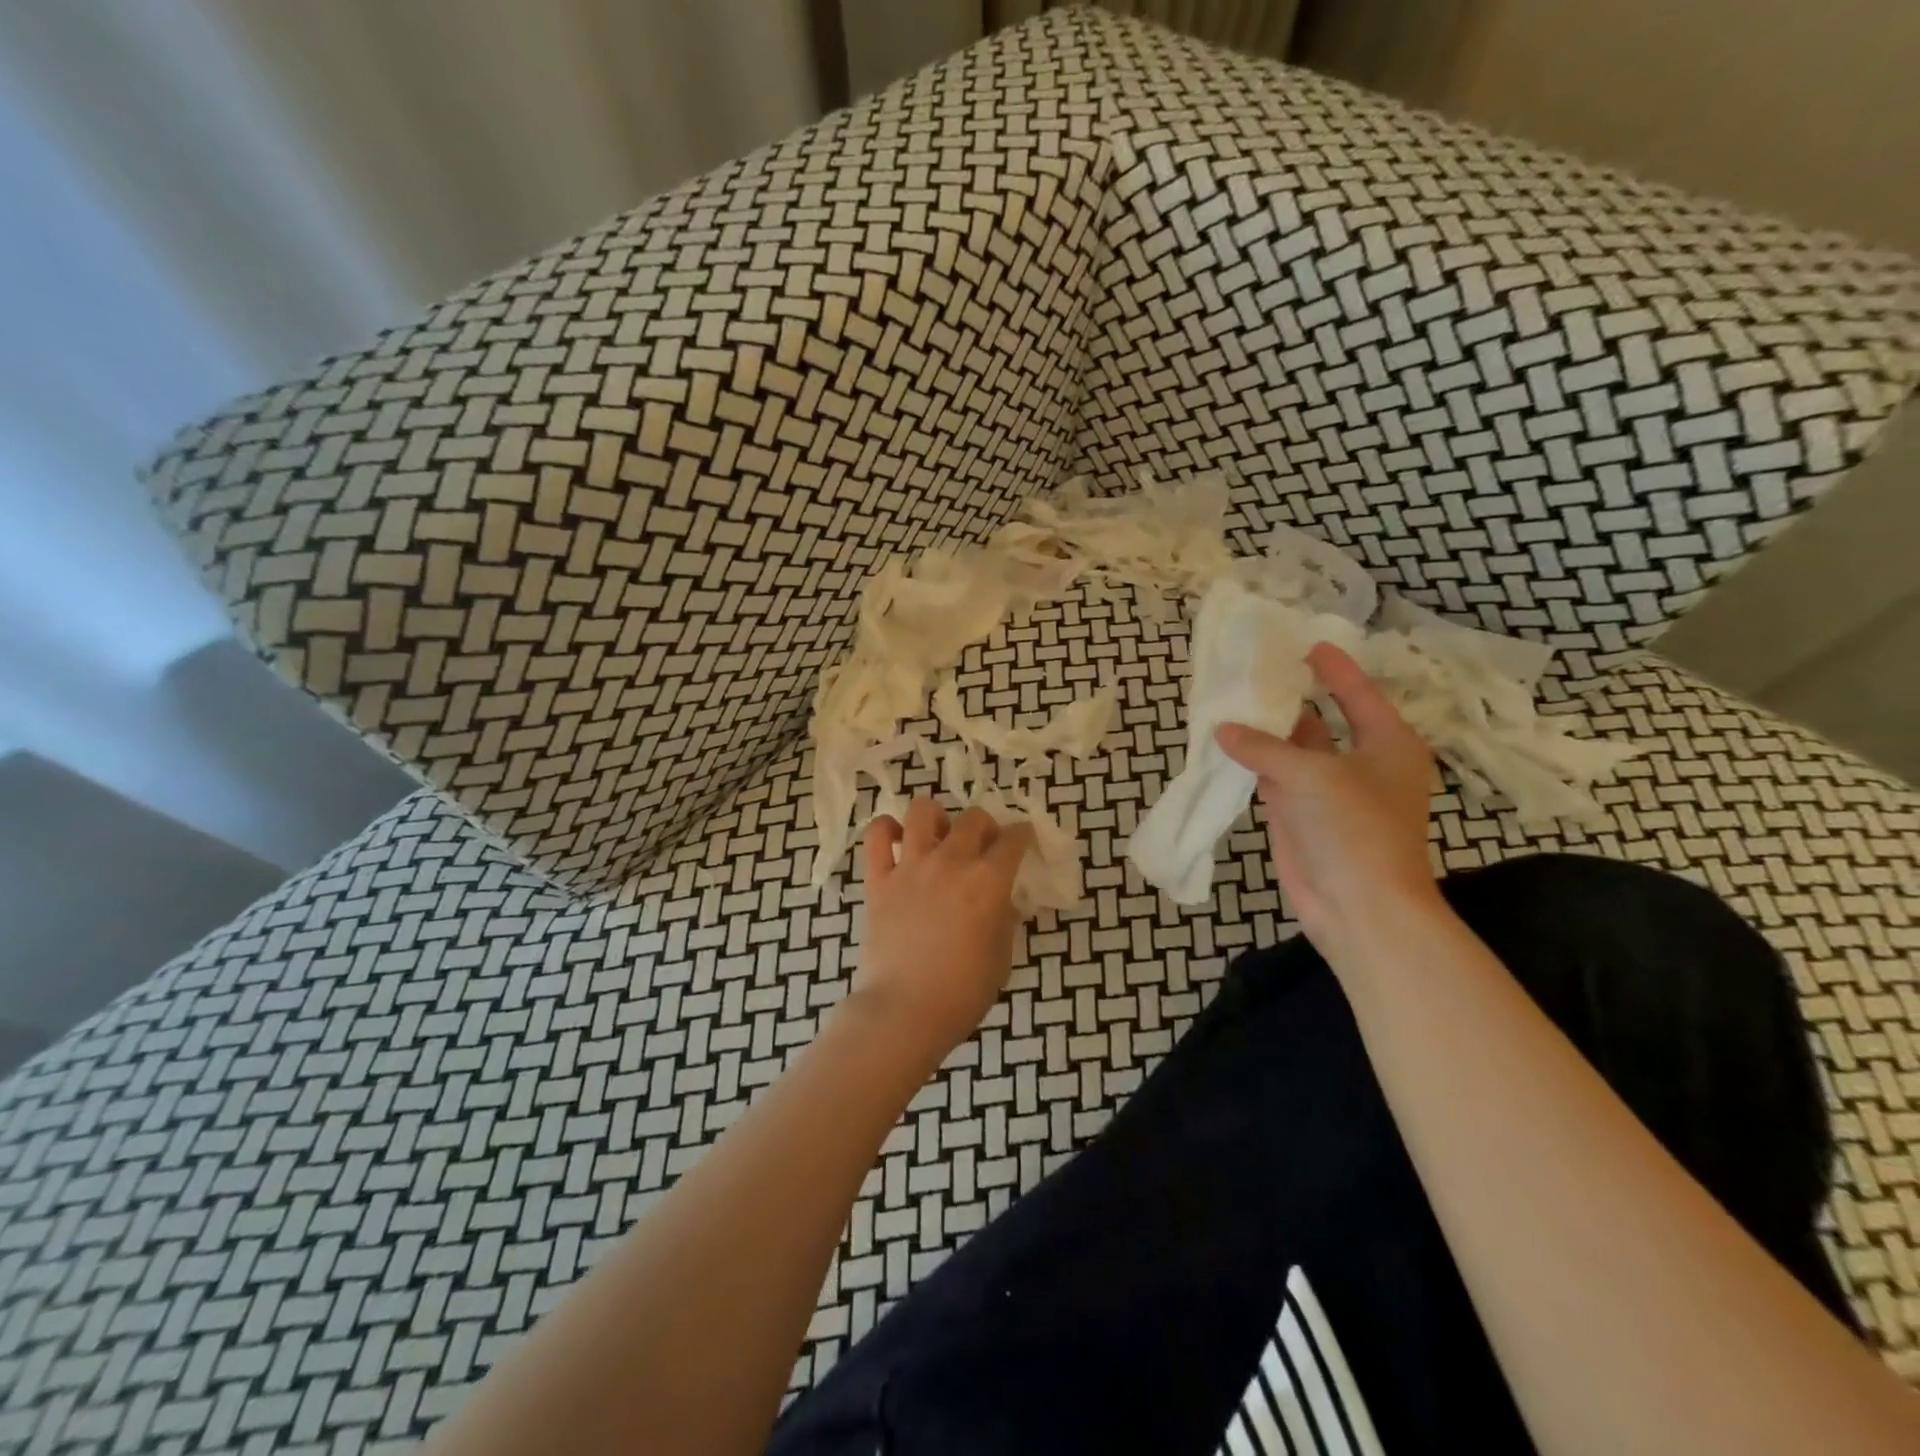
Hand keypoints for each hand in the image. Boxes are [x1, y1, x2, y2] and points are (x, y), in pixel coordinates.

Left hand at [852, 797, 1035, 1056]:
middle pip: (973, 818)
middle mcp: (952, 862)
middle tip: (983, 846)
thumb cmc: (963, 992)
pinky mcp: (879, 879)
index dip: (1023, 835)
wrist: (905, 1011)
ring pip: (923, 810)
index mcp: (989, 881)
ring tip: (939, 837)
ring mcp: (911, 867)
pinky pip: (877, 836)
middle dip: (985, 826)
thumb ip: (1004, 919)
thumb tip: (1002, 901)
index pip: (1014, 839)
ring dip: (937, 817)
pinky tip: (898, 841)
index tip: (1022, 839)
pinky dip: (887, 830)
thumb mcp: (1002, 957)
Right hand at [1216, 643, 1439, 955]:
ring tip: (1231, 702)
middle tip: (1255, 669)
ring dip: (1265, 733)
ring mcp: (1328, 793)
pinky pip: (1274, 780)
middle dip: (1290, 700)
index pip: (1358, 694)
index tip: (1308, 644)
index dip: (1334, 669)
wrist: (1359, 907)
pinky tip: (1227, 747)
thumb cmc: (1354, 828)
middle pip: (1322, 721)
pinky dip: (1253, 765)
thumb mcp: (1311, 775)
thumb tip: (1223, 729)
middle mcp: (1360, 764)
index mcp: (1387, 744)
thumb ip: (1264, 746)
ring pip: (1293, 752)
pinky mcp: (1302, 818)